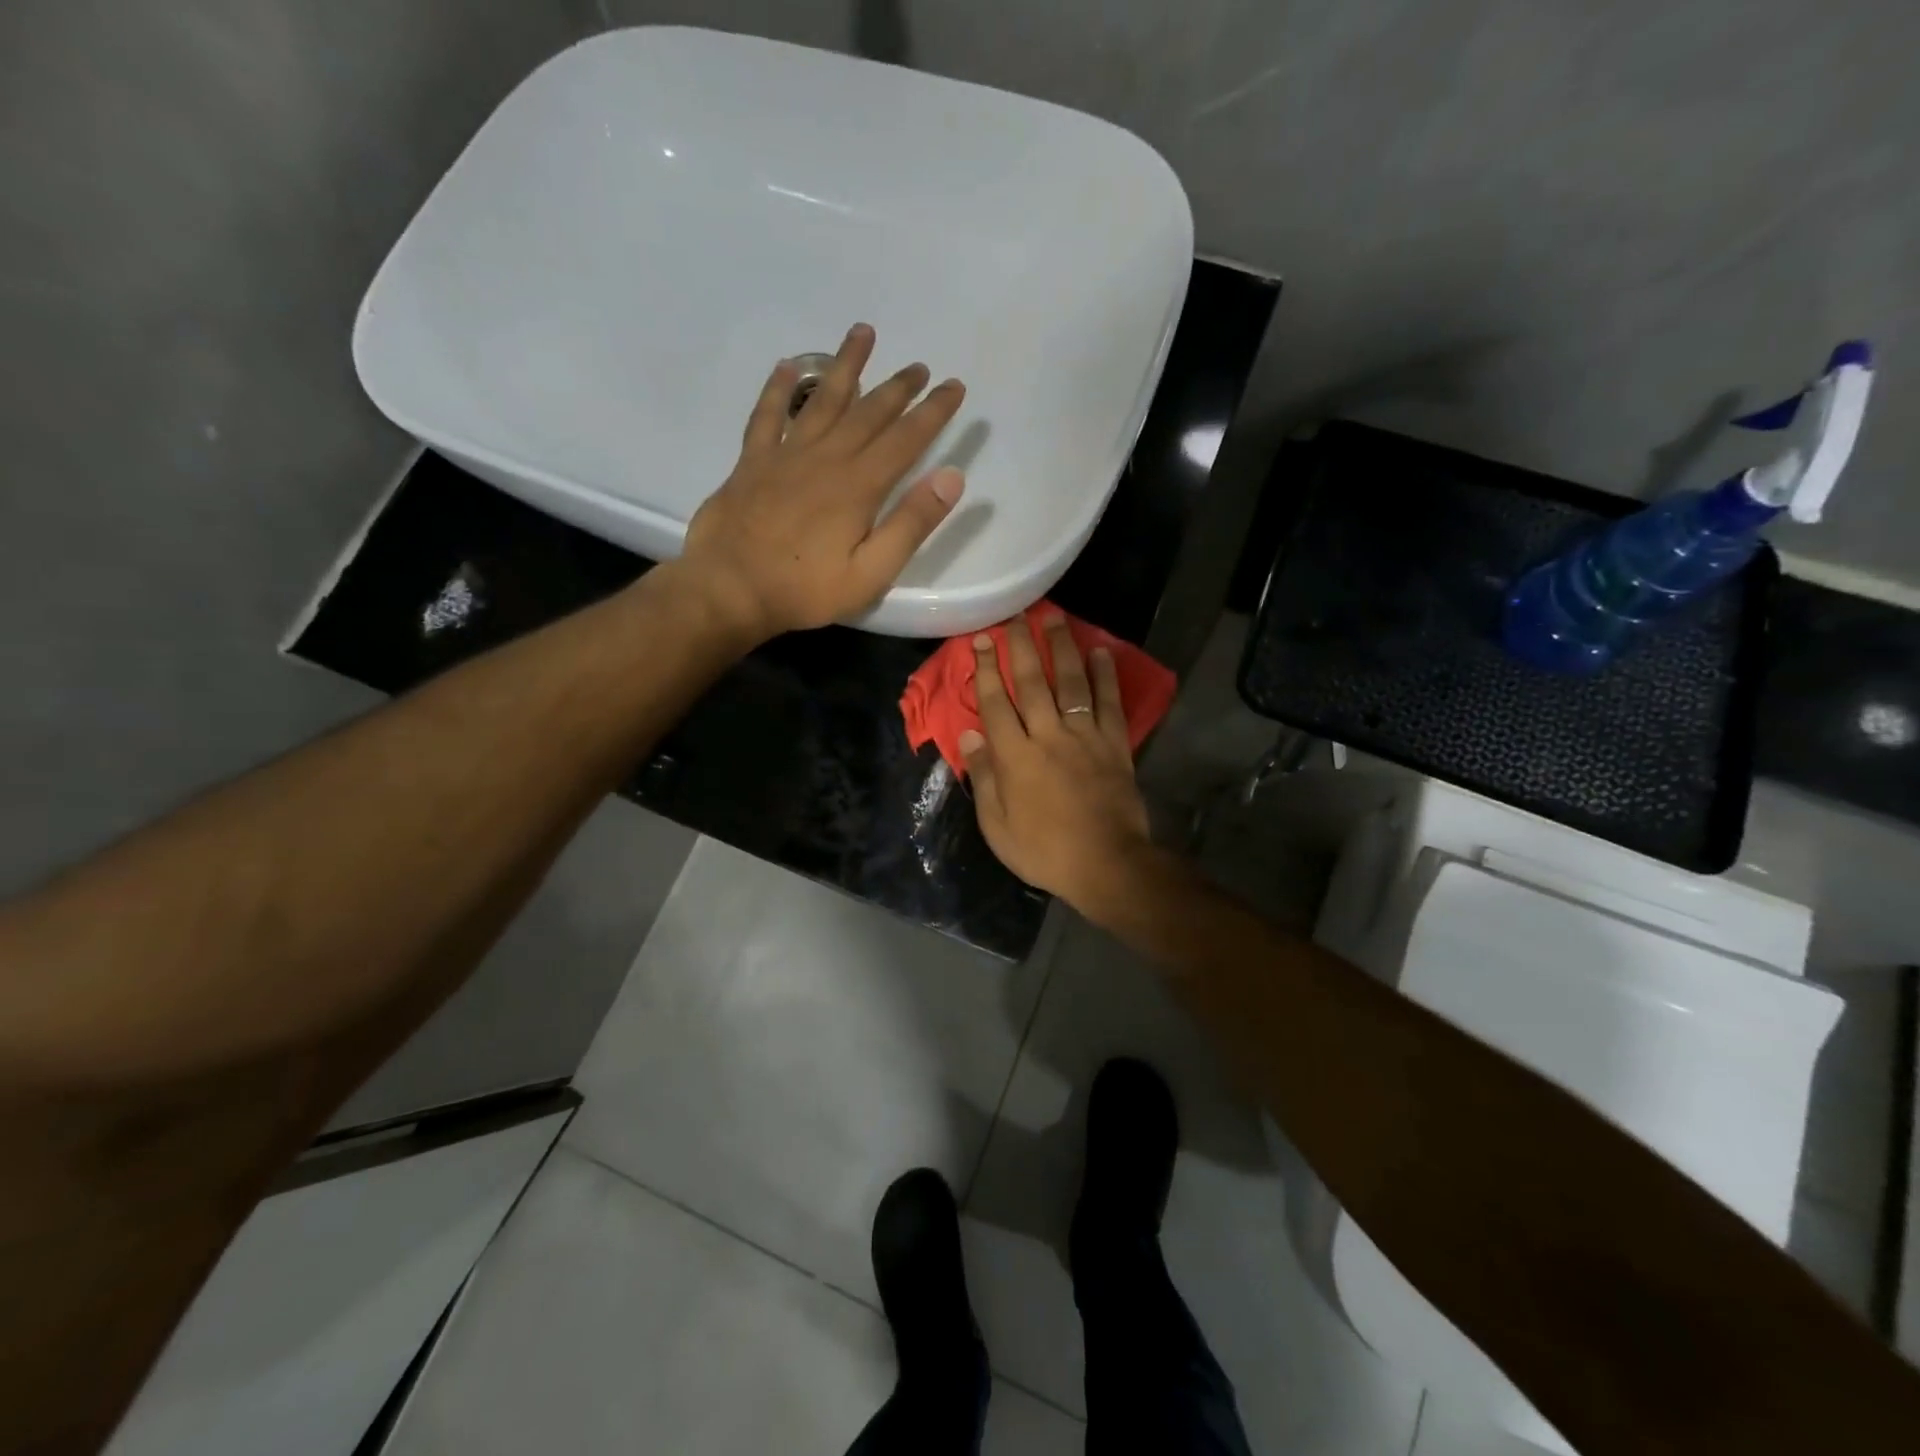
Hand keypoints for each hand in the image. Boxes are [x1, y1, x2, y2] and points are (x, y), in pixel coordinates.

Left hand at [680, 323, 966, 640]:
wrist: (729, 589)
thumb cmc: (805, 589)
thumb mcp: (871, 572)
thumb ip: (911, 524)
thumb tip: (951, 477)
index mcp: (859, 486)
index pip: (906, 439)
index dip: (933, 411)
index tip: (953, 385)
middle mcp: (826, 458)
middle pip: (868, 412)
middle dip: (898, 387)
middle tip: (919, 366)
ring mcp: (786, 455)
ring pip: (821, 399)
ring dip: (845, 365)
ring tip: (862, 333)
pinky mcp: (752, 462)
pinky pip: (767, 414)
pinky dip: (777, 388)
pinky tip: (786, 365)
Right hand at [960, 612, 1156, 910]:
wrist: (1106, 864)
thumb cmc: (1044, 851)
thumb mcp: (997, 826)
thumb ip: (983, 777)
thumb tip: (970, 735)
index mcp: (1014, 757)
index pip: (995, 703)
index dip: (985, 670)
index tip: (981, 641)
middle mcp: (1048, 735)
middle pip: (1031, 683)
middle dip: (1021, 647)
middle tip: (1015, 617)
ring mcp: (1084, 736)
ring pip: (1070, 683)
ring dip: (1062, 648)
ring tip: (1055, 618)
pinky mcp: (1114, 745)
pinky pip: (1109, 703)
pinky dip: (1106, 676)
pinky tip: (1103, 652)